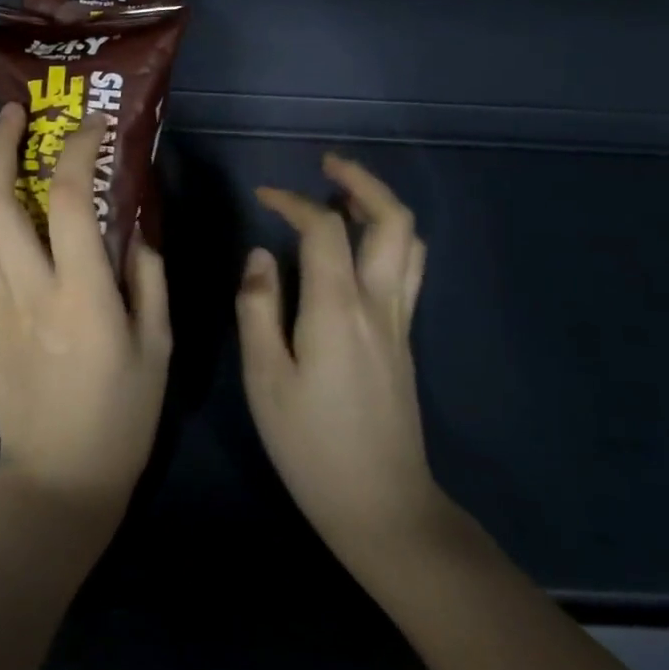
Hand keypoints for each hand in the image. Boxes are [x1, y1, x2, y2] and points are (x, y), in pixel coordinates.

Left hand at [0, 104, 171, 517]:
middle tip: (16, 115)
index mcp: (81, 294)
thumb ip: (148, 275)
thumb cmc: (122, 413)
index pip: (70, 198)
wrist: (59, 477)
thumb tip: (132, 223)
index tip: (93, 126)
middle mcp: (26, 288)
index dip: (79, 149)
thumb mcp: (158, 343)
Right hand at [238, 154, 441, 584]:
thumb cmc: (310, 444)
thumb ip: (258, 309)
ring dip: (380, 208)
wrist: (382, 504)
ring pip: (410, 244)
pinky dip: (386, 239)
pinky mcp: (405, 341)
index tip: (264, 196)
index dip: (293, 201)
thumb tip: (261, 257)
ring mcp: (400, 322)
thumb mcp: (264, 378)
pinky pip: (407, 270)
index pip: (324, 229)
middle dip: (362, 182)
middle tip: (328, 165)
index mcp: (338, 308)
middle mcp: (379, 304)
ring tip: (344, 196)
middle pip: (391, 221)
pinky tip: (357, 249)